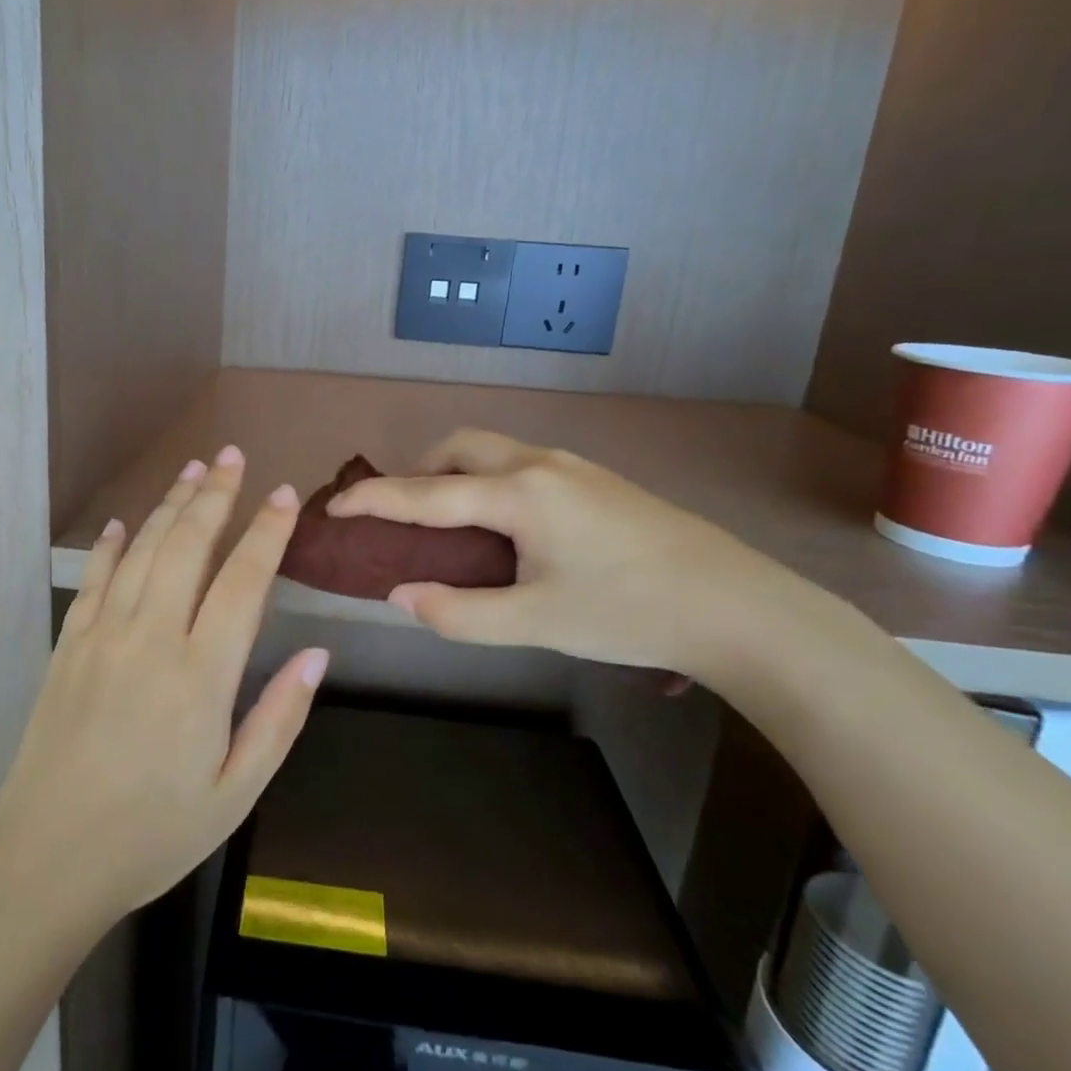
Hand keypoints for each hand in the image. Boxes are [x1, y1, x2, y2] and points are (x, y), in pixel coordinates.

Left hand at [0, 447, 327, 925]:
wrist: (46, 860)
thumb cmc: (152, 834)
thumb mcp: (235, 793)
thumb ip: (279, 718)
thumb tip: (317, 654)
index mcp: (200, 674)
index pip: (243, 582)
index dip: (267, 533)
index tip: (285, 495)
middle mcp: (151, 638)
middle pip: (188, 546)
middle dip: (214, 495)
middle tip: (232, 456)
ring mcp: (103, 636)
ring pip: (143, 551)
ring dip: (170, 506)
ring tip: (192, 470)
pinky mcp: (69, 646)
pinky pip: (95, 580)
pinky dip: (113, 545)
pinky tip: (126, 523)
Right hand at [327, 429, 824, 684]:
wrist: (738, 606)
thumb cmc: (630, 613)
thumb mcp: (536, 623)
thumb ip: (458, 611)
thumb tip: (401, 594)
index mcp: (519, 493)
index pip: (426, 493)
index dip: (373, 500)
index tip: (332, 507)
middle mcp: (540, 464)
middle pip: (459, 447)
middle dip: (418, 473)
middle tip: (402, 516)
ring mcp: (572, 466)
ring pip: (492, 451)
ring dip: (455, 475)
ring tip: (448, 524)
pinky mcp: (595, 480)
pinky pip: (519, 465)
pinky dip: (487, 482)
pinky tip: (503, 527)